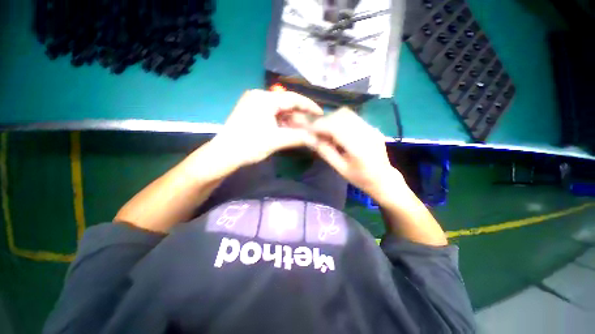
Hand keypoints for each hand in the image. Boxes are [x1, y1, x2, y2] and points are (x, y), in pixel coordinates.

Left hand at [211, 89, 322, 166]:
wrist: (224, 154)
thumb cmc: (250, 145)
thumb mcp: (277, 140)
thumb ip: (298, 137)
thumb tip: (317, 139)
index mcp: (265, 98)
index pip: (293, 98)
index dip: (309, 106)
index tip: (321, 114)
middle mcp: (259, 96)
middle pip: (286, 104)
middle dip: (300, 116)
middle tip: (311, 126)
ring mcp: (254, 104)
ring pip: (279, 110)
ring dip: (291, 120)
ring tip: (302, 130)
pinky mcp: (251, 112)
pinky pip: (272, 114)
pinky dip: (282, 122)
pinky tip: (288, 130)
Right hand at [310, 108, 403, 199]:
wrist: (384, 179)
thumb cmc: (360, 178)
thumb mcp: (340, 168)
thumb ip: (325, 151)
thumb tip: (310, 139)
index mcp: (358, 148)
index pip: (336, 128)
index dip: (320, 126)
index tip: (309, 129)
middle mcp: (367, 133)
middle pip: (342, 116)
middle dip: (325, 121)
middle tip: (316, 130)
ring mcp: (371, 129)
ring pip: (348, 114)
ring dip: (333, 119)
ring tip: (326, 130)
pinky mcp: (373, 127)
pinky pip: (353, 118)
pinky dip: (341, 120)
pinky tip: (337, 131)